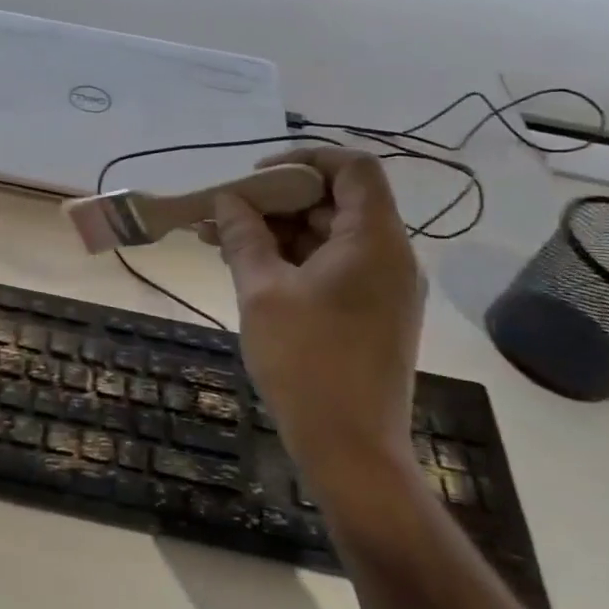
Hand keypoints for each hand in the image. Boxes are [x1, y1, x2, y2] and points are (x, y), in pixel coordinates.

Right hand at [210, 147, 423, 494]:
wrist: (350, 449)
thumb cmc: (306, 362)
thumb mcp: (262, 292)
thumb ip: (244, 237)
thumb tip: (227, 200)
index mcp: (374, 242)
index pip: (353, 169)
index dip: (304, 159)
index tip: (255, 177)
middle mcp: (389, 257)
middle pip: (336, 202)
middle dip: (276, 200)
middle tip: (224, 211)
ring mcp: (382, 288)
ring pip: (329, 236)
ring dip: (277, 232)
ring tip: (219, 239)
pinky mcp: (371, 313)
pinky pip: (332, 267)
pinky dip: (292, 259)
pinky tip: (246, 268)